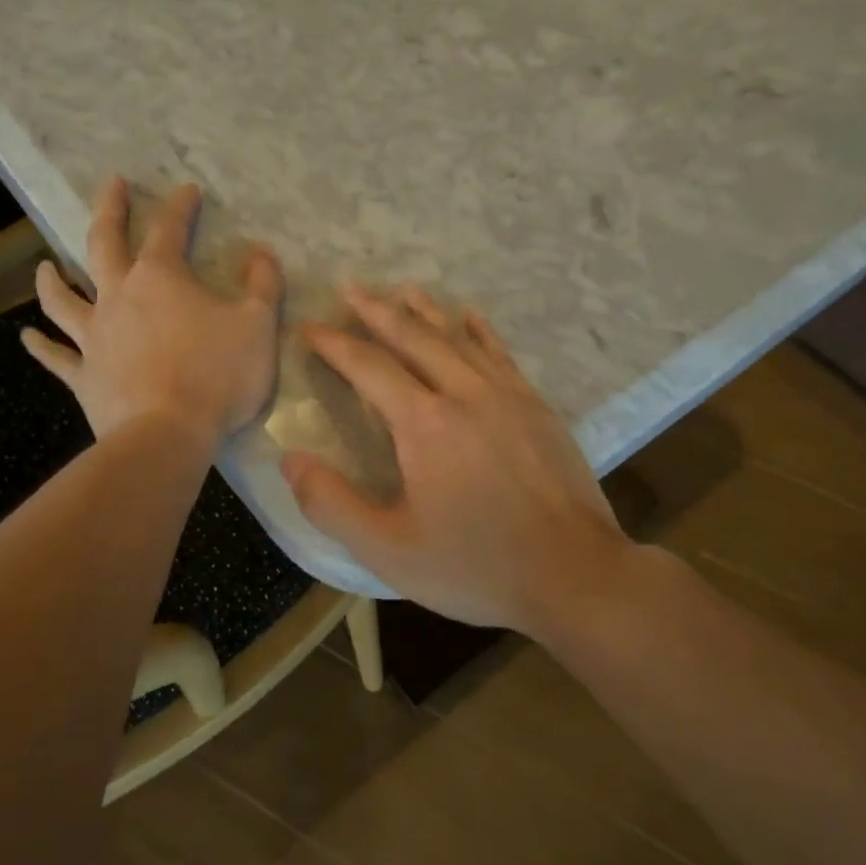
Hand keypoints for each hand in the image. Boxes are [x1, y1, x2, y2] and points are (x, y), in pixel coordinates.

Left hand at [22, 178, 282, 450]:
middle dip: (109, 211)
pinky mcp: (84, 376)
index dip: (180, 206)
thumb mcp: (258, 326)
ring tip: (44, 265)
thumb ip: (264, 285)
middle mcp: (118, 297)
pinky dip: (41, 346)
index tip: (187, 190)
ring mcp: (94, 337)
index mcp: (161, 278)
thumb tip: (262, 254)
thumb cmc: (217, 376)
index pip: (169, 229)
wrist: (168, 435)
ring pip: (63, 299)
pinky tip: (27, 338)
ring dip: (52, 279)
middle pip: (104, 244)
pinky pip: (56, 357)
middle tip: (111, 186)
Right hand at [282, 287, 633, 633]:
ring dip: (425, 312)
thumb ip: (331, 504)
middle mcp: (464, 394)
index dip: (334, 345)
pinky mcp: (537, 408)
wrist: (574, 575)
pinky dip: (479, 331)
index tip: (310, 329)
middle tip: (350, 288)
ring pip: (458, 338)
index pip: (369, 367)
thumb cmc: (476, 567)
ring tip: (402, 290)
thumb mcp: (388, 550)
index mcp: (424, 424)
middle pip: (413, 338)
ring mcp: (507, 396)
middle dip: (376, 311)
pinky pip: (500, 354)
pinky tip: (470, 316)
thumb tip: (290, 459)